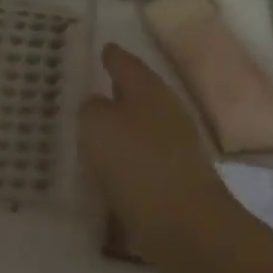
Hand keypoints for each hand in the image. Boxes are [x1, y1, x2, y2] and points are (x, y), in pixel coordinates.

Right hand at [78, 43, 234, 257]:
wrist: (183, 223)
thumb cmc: (136, 163)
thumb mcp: (96, 125)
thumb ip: (91, 108)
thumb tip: (96, 105)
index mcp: (149, 90)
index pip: (127, 63)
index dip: (112, 56)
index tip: (102, 49)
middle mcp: (166, 112)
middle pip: (138, 93)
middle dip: (116, 90)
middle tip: (90, 87)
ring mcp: (175, 146)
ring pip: (140, 125)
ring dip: (120, 125)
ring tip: (92, 128)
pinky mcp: (174, 178)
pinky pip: (141, 156)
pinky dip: (125, 155)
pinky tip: (107, 165)